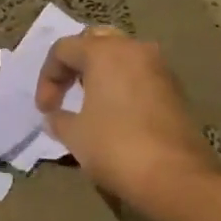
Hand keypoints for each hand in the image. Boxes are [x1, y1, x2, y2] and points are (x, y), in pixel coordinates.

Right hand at [35, 27, 220, 210]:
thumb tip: (55, 116)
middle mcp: (135, 50)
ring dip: (100, 74)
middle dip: (75, 65)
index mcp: (105, 52)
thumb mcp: (74, 134)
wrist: (175, 177)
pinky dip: (122, 86)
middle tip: (65, 93)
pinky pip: (139, 76)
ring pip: (121, 57)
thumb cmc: (116, 147)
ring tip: (88, 103)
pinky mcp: (175, 90)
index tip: (45, 110)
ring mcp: (160, 68)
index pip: (64, 49)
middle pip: (95, 43)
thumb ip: (58, 118)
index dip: (47, 77)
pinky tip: (114, 114)